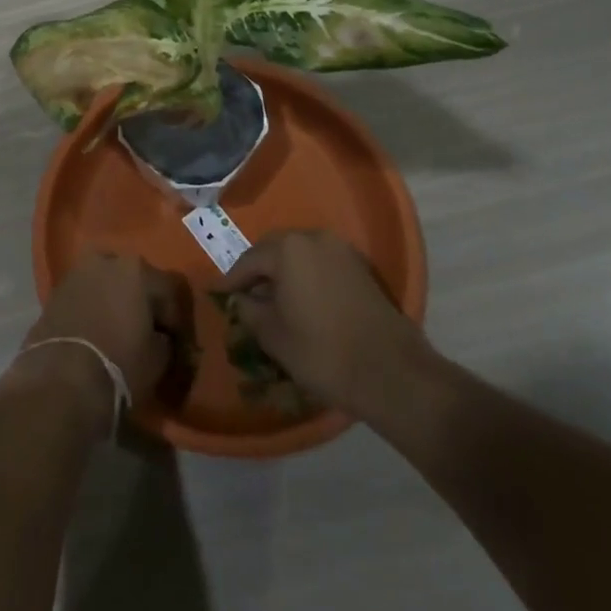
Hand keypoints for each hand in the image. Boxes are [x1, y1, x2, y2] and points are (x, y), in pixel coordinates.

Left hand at [7, 252, 192, 430]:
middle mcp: (106, 260)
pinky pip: (84, 295)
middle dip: (142, 302)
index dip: (175, 320)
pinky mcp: (55, 290)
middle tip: (146, 332)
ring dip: (114, 301)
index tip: (175, 344)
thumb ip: (164, 340)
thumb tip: (161, 337)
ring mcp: (77, 272)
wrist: (62, 380)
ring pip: (106, 283)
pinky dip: (93, 308)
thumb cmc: (119, 365)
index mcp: (137, 269)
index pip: (168, 291)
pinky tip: (95, 332)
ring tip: (118, 331)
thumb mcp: (158, 359)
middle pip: (134, 279)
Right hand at [215, 230, 433, 417]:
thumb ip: (249, 310)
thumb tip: (242, 299)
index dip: (231, 279)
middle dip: (258, 270)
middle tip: (245, 293)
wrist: (392, 373)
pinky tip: (304, 300)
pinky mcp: (361, 268)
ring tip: (274, 298)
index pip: (249, 260)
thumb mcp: (273, 335)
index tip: (218, 292)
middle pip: (274, 249)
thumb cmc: (322, 352)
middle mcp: (313, 238)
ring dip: (284, 271)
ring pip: (300, 255)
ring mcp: (341, 250)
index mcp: (287, 249)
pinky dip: (307, 276)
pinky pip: (322, 263)